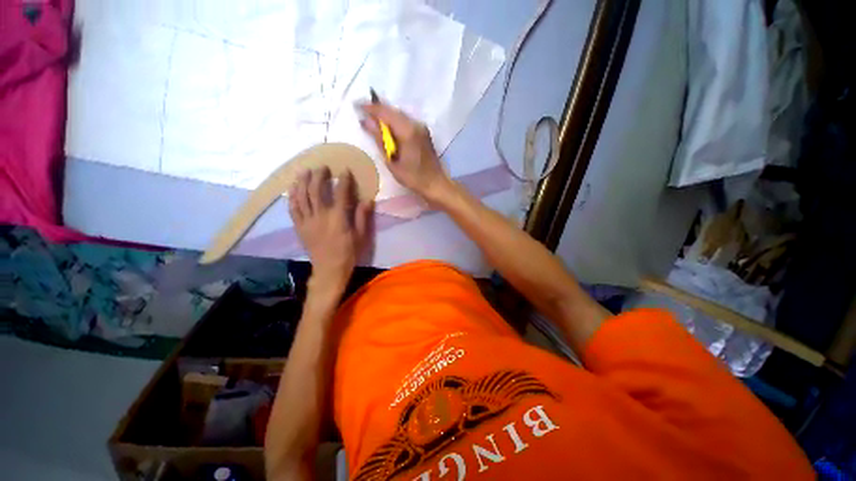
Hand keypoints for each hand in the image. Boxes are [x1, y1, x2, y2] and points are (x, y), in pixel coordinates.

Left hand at [289, 167, 373, 295]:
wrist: (329, 269)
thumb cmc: (349, 253)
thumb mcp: (361, 236)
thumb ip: (362, 217)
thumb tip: (368, 200)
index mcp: (338, 217)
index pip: (340, 193)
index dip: (343, 180)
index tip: (345, 170)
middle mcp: (321, 215)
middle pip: (316, 190)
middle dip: (319, 176)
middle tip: (323, 167)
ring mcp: (307, 220)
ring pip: (302, 196)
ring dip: (303, 181)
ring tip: (305, 171)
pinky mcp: (300, 226)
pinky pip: (293, 208)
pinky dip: (293, 196)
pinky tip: (293, 188)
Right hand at [358, 102, 453, 202]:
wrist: (435, 184)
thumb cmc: (413, 177)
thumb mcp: (392, 161)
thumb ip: (379, 139)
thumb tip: (366, 121)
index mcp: (408, 131)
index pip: (385, 112)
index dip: (370, 108)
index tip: (356, 106)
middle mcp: (416, 124)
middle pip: (393, 111)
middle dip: (377, 110)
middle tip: (361, 112)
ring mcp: (421, 127)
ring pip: (399, 115)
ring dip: (386, 116)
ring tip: (372, 120)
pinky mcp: (424, 132)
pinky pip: (405, 121)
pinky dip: (394, 122)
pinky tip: (387, 129)